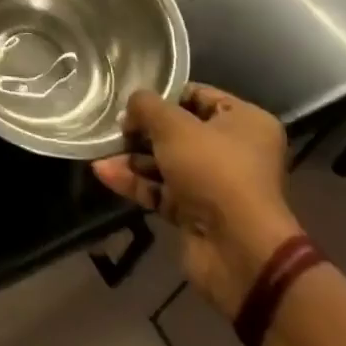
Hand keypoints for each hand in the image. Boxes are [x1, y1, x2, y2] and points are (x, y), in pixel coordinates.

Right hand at [92, 83, 300, 319]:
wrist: (238, 251)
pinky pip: (162, 190)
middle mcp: (235, 151)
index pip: (198, 95)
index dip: (164, 94)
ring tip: (100, 149)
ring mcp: (215, 185)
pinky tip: (104, 173)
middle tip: (114, 126)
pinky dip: (135, 182)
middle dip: (142, 130)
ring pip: (166, 162)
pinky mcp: (197, 213)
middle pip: (178, 131)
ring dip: (132, 157)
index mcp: (245, 123)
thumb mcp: (173, 125)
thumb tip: (131, 108)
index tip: (132, 98)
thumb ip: (145, 105)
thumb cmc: (213, 171)